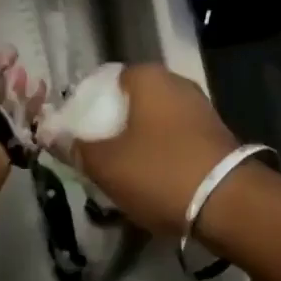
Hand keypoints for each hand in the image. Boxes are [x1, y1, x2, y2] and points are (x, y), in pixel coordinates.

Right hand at [56, 64, 237, 235]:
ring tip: (121, 174)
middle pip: (130, 101)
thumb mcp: (106, 164)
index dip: (86, 106)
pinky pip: (175, 137)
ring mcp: (199, 107)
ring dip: (137, 142)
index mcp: (148, 77)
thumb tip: (51, 134)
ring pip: (153, 121)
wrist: (229, 203)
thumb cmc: (160, 171)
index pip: (105, 80)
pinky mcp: (215, 134)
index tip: (75, 135)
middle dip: (112, 126)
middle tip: (95, 157)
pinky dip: (160, 153)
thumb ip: (76, 147)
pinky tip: (152, 180)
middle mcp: (175, 82)